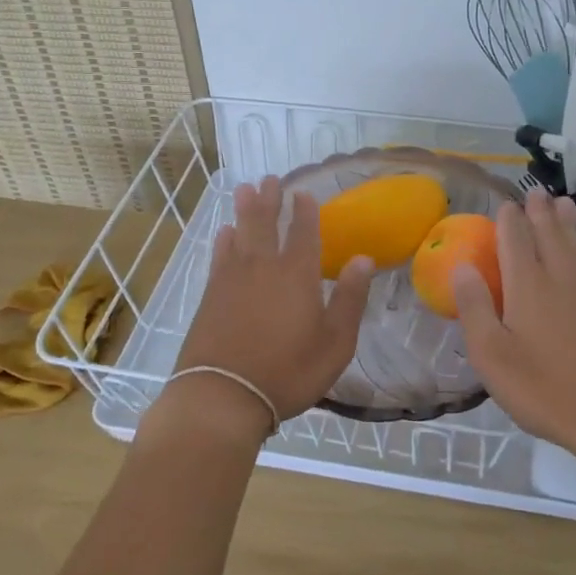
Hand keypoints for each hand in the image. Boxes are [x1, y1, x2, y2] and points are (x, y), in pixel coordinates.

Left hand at [171, 177, 373, 435]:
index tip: (303, 193)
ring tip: (245, 189)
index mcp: (297, 275)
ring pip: (240, 233)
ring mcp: (232, 279)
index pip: (303, 232)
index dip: (304, 210)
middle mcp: (264, 267)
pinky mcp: (211, 295)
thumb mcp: (335, 343)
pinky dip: (224, 240)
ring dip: (244, 210)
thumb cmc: (288, 371)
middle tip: (270, 179)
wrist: (223, 395)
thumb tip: (364, 259)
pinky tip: (225, 233)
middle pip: (266, 223)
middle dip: (269, 200)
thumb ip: (350, 299)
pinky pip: (219, 256)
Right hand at [450, 187, 575, 453]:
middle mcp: (560, 278)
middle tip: (537, 192)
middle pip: (549, 234)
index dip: (509, 219)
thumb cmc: (545, 389)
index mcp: (528, 285)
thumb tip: (461, 266)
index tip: (506, 204)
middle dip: (541, 212)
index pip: (515, 238)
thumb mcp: (492, 356)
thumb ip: (475, 308)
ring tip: (565, 205)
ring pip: (575, 246)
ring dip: (566, 223)